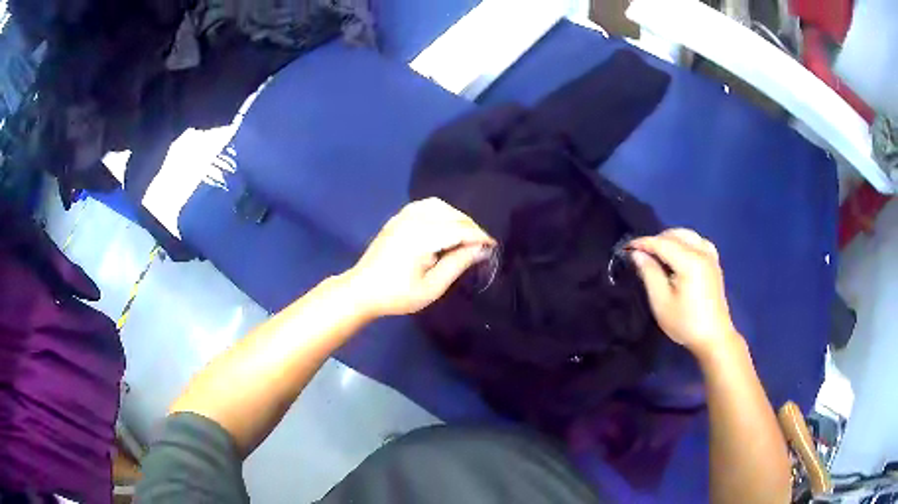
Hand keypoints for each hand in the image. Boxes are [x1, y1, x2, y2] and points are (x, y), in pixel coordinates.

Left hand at [345, 198, 495, 318]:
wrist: (362, 290)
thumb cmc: (397, 295)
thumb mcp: (432, 288)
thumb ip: (457, 264)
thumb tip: (481, 249)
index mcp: (422, 237)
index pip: (460, 229)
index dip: (480, 236)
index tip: (493, 245)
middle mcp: (413, 220)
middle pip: (452, 214)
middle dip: (470, 226)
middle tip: (480, 245)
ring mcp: (403, 216)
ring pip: (439, 205)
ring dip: (456, 217)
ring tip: (464, 235)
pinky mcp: (397, 218)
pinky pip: (425, 205)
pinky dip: (441, 211)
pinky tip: (444, 226)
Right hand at [629, 229, 739, 355]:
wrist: (714, 338)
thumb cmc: (685, 323)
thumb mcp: (661, 302)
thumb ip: (649, 273)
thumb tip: (637, 254)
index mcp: (690, 261)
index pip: (662, 243)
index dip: (643, 243)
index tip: (626, 248)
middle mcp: (702, 252)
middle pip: (675, 235)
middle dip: (656, 240)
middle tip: (641, 254)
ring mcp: (710, 256)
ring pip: (687, 235)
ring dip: (670, 239)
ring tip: (658, 254)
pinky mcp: (714, 263)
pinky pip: (698, 242)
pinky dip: (685, 243)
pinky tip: (679, 255)